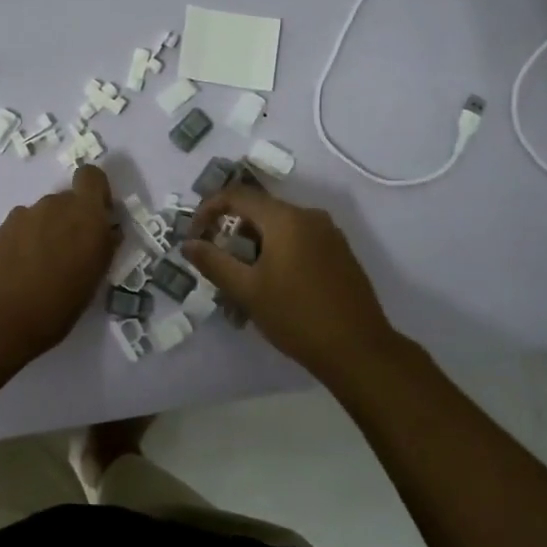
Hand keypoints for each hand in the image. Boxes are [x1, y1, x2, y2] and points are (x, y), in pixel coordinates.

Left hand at [0, 164, 118, 370]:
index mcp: (86, 216)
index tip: (97, 218)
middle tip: (68, 255)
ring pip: (42, 215)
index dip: (95, 192)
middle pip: (67, 200)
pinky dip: (23, 243)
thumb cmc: (55, 308)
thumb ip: (101, 248)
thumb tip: (107, 231)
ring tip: (40, 270)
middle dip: (70, 220)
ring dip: (46, 232)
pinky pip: (20, 228)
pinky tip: (17, 272)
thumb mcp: (92, 282)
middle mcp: (55, 206)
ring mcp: (23, 216)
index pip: (92, 177)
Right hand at [182, 183, 395, 380]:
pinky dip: (279, 253)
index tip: (195, 236)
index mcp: (286, 218)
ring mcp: (329, 234)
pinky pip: (300, 241)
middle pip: (260, 211)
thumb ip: (214, 262)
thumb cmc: (297, 317)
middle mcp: (310, 216)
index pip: (237, 195)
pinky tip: (275, 288)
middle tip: (219, 266)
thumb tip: (187, 244)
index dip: (209, 209)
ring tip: (245, 284)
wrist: (359, 350)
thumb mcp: (247, 291)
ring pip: (280, 228)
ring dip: (256, 247)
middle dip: (233, 234)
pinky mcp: (340, 253)